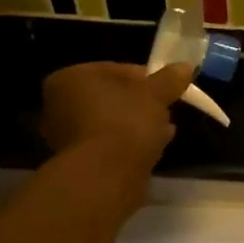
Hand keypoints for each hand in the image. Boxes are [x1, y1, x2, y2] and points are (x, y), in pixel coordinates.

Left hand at [41, 62, 194, 175]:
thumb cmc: (125, 122)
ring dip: (137, 125)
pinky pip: (110, 145)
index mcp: (69, 78)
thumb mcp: (155, 94)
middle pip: (111, 98)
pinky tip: (152, 149)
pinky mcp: (79, 162)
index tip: (167, 89)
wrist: (106, 175)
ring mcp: (66, 137)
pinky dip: (129, 145)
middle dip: (140, 104)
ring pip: (111, 123)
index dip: (146, 78)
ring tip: (165, 131)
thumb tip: (185, 67)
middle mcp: (58, 105)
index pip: (114, 69)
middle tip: (166, 110)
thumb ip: (169, 79)